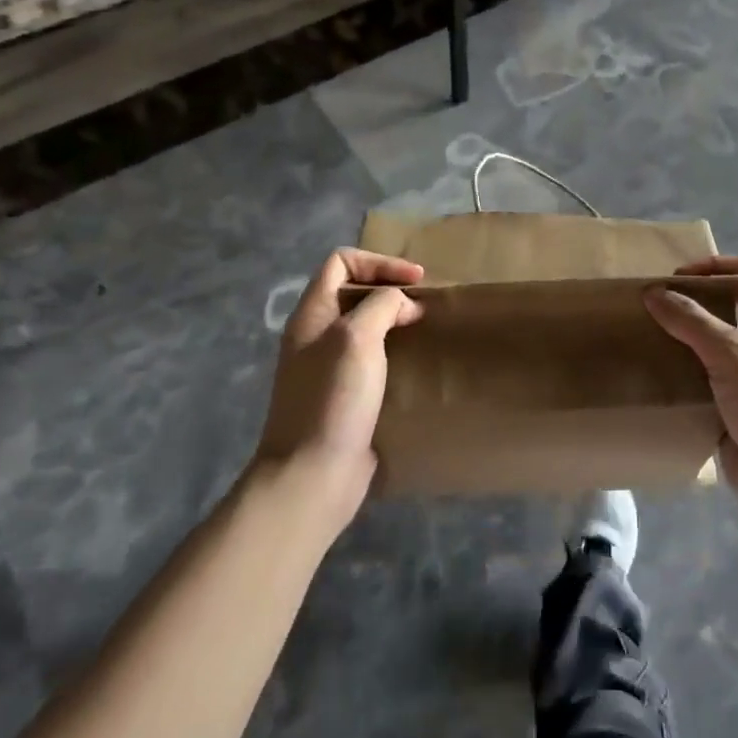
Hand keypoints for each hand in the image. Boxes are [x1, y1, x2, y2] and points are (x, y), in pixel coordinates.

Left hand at [258, 249, 424, 525]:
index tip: (415, 281)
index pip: (341, 262)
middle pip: (353, 292)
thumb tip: (402, 304)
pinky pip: (372, 360)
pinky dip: (395, 353)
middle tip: (424, 305)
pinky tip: (416, 365)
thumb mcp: (357, 338)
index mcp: (311, 314)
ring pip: (365, 327)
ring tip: (425, 330)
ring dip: (395, 322)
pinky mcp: (345, 397)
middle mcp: (316, 336)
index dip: (379, 263)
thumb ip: (381, 306)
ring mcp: (329, 368)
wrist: (312, 475)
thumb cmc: (333, 399)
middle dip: (390, 291)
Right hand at [645, 256, 737, 521]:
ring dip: (687, 339)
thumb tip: (653, 292)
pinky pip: (712, 379)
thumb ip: (692, 320)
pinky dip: (688, 373)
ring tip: (650, 336)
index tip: (674, 278)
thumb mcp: (734, 355)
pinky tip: (658, 374)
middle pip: (733, 307)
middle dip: (695, 303)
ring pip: (719, 344)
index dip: (713, 268)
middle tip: (656, 307)